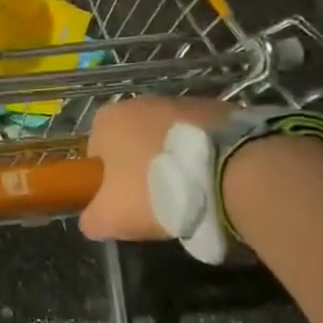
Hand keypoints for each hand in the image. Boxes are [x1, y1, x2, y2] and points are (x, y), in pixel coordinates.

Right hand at [79, 96, 231, 240]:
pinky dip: (204, 156)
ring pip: (167, 138)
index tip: (125, 203)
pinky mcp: (217, 109)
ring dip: (175, 161)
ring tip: (193, 194)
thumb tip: (92, 220)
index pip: (96, 152)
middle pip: (132, 142)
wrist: (230, 170)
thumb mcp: (112, 217)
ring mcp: (180, 101)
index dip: (108, 181)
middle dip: (142, 168)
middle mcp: (138, 101)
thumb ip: (93, 219)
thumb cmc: (157, 189)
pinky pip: (200, 138)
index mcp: (106, 120)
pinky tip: (216, 181)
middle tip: (159, 202)